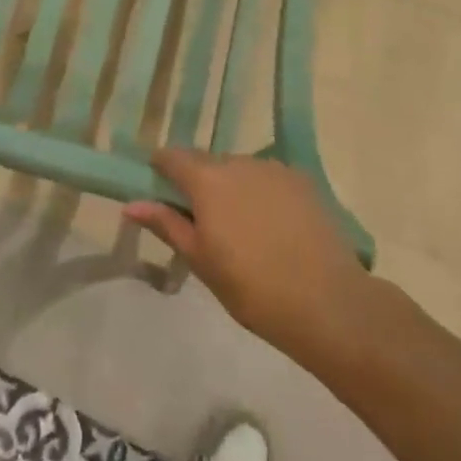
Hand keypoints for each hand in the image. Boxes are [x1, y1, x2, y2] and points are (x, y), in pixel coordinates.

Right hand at [124, 149, 371, 368]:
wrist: (329, 303)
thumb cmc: (252, 287)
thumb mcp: (200, 260)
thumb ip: (166, 225)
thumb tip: (130, 204)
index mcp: (207, 179)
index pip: (171, 157)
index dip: (160, 171)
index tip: (160, 195)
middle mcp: (239, 162)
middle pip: (206, 162)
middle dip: (198, 184)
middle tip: (203, 224)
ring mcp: (274, 169)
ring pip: (239, 170)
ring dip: (232, 188)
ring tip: (243, 231)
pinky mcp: (303, 181)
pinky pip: (268, 179)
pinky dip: (261, 194)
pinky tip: (273, 229)